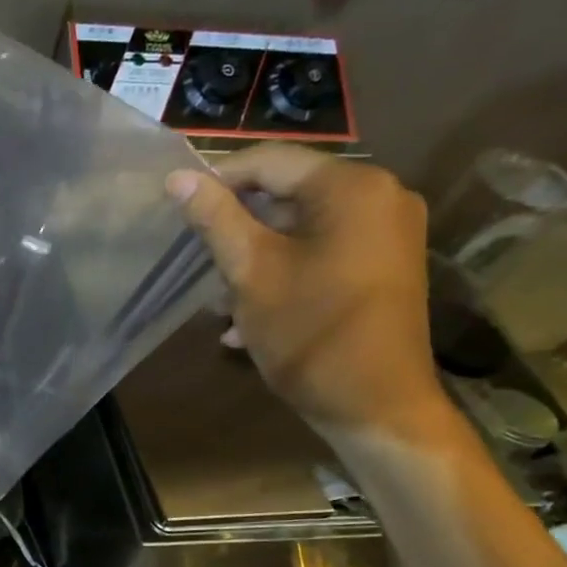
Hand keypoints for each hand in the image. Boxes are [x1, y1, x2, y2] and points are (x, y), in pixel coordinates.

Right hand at [169, 144, 446, 442]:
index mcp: (351, 187)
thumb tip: (178, 178)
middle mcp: (381, 196)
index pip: (270, 161)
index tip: (178, 207)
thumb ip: (215, 219)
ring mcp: (388, 234)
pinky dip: (285, 274)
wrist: (375, 405)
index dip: (218, 178)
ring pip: (303, 229)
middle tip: (200, 262)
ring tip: (221, 303)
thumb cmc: (309, 332)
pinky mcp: (386, 267)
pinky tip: (250, 318)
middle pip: (289, 194)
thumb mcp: (251, 272)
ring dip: (256, 259)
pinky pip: (324, 253)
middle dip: (238, 228)